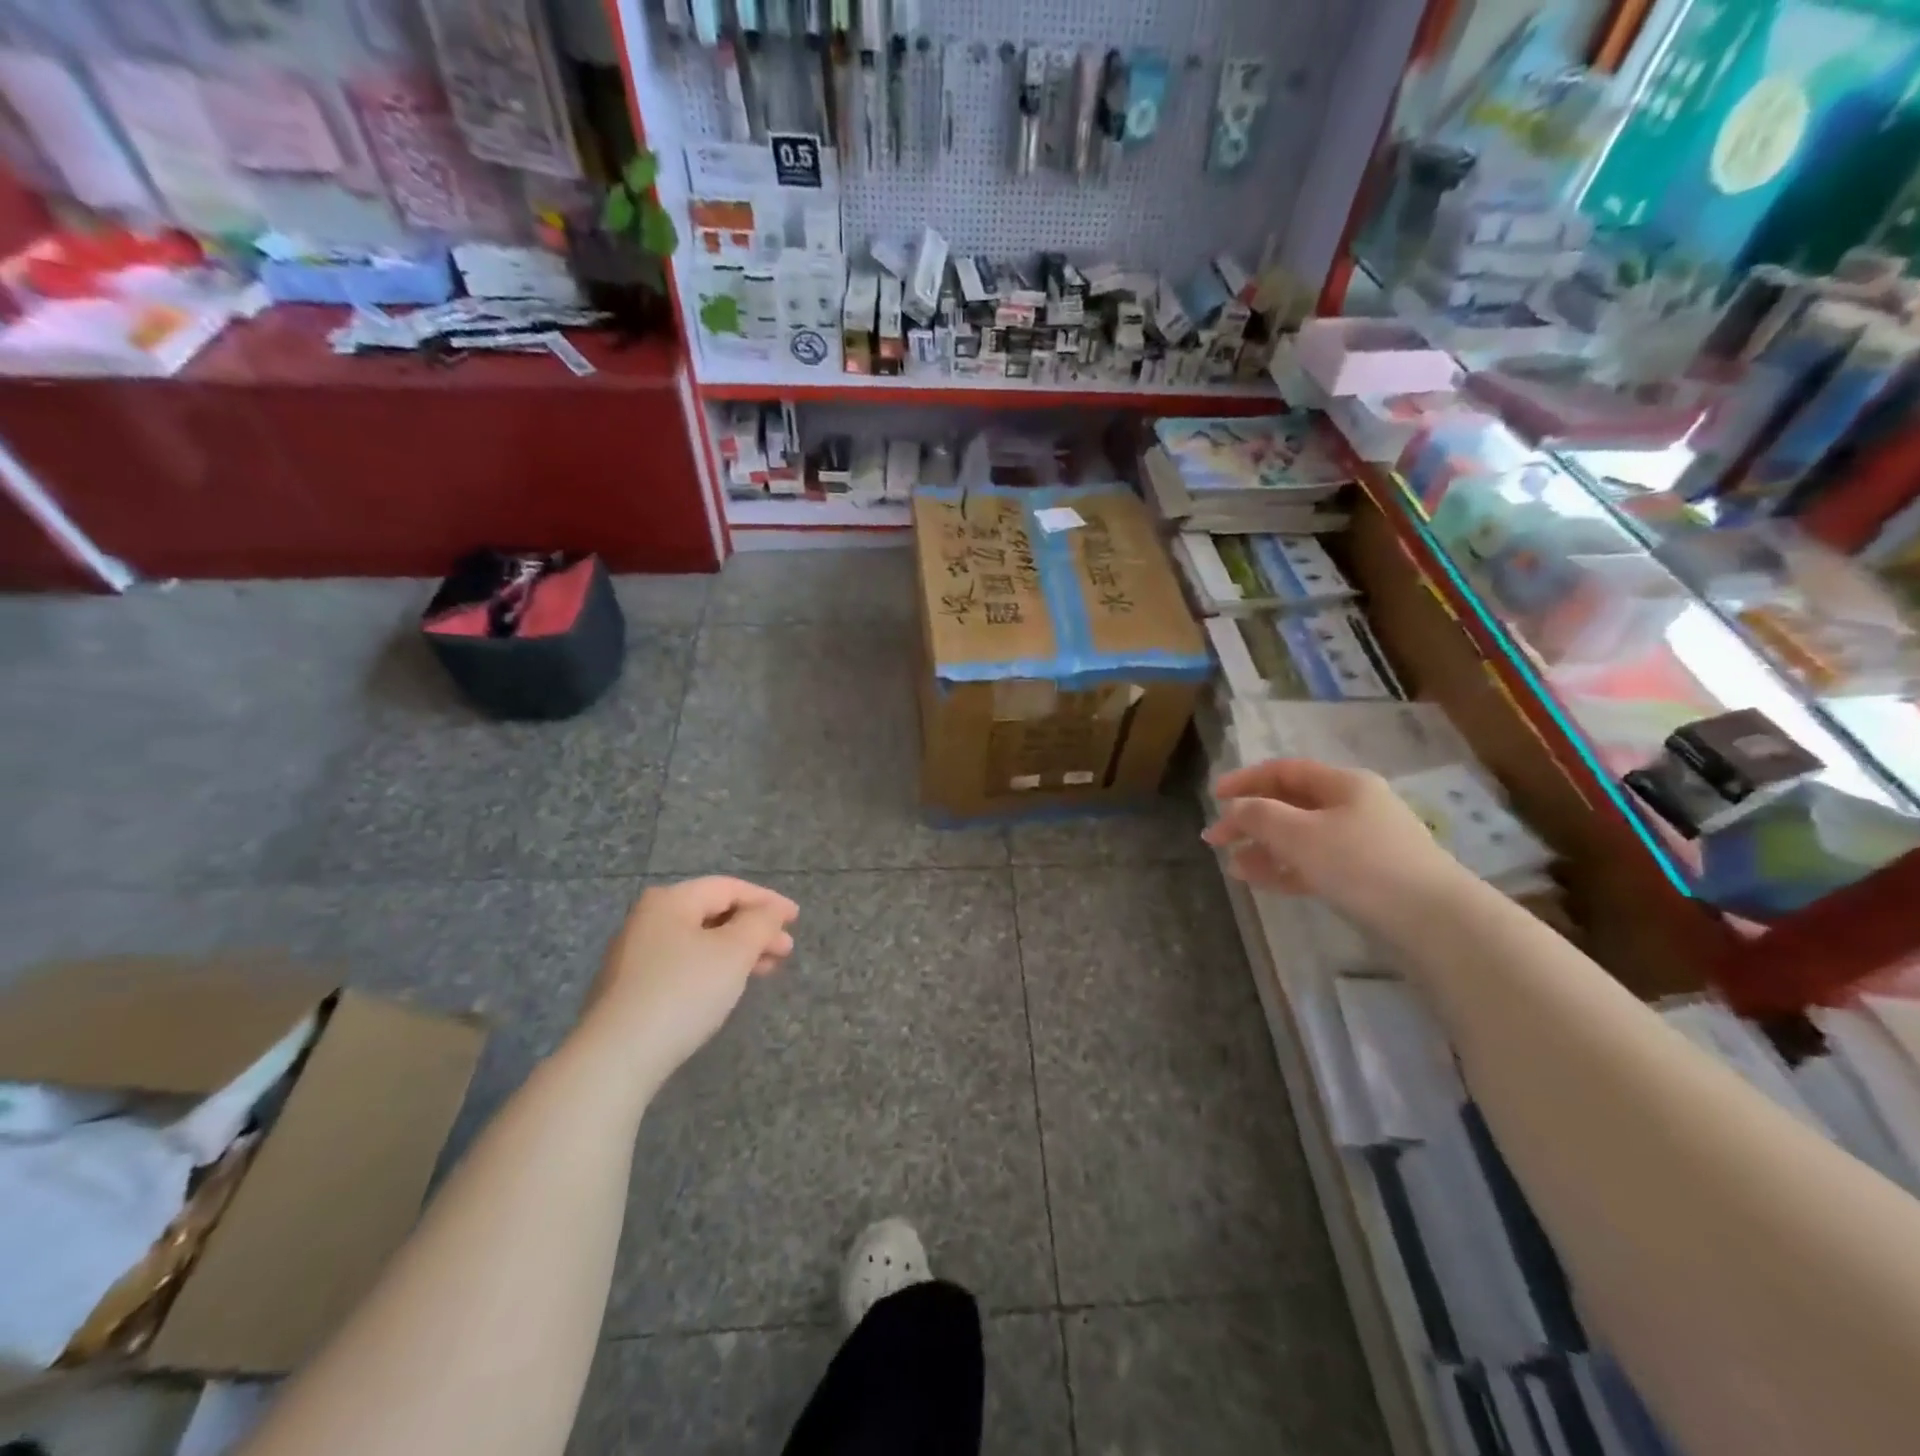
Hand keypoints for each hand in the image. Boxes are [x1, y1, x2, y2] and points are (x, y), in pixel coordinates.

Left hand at [577, 877, 799, 1093]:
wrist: (616, 1057)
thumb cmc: (683, 991)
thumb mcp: (734, 951)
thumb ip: (760, 923)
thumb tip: (770, 911)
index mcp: (670, 901)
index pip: (728, 887)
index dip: (767, 900)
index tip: (796, 918)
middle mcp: (648, 919)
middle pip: (713, 913)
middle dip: (754, 929)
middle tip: (785, 950)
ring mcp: (635, 955)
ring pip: (699, 941)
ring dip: (737, 951)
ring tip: (765, 970)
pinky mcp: (630, 989)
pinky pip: (683, 964)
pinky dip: (713, 968)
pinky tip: (728, 987)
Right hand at [1203, 758, 1464, 927]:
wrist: (1434, 921)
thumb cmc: (1362, 864)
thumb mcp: (1299, 834)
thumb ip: (1259, 816)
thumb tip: (1235, 809)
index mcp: (1343, 784)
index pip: (1283, 770)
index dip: (1245, 780)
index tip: (1213, 798)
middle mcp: (1354, 806)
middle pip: (1290, 804)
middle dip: (1250, 820)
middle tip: (1216, 839)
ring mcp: (1363, 842)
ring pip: (1300, 837)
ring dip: (1264, 848)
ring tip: (1233, 867)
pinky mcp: (1367, 877)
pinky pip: (1315, 863)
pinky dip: (1285, 869)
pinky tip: (1260, 881)